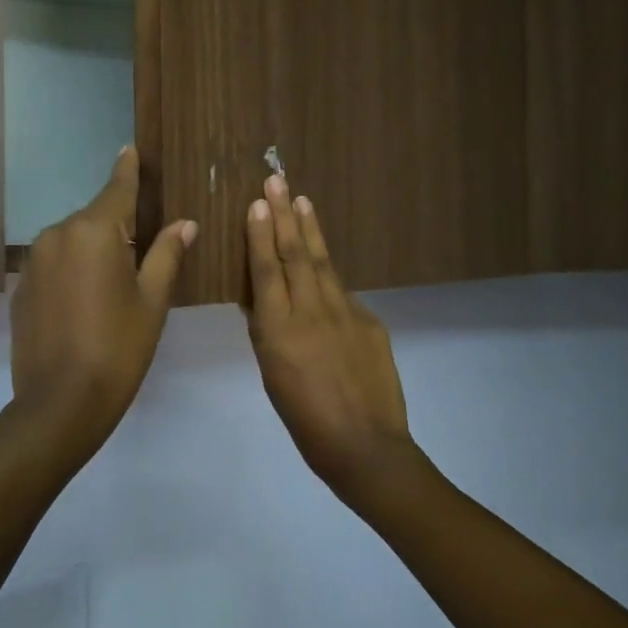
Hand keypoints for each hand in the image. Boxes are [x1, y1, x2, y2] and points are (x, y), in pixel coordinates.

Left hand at [10, 146, 196, 455]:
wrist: (60, 403)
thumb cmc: (118, 349)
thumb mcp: (152, 301)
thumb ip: (167, 254)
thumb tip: (185, 224)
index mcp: (95, 232)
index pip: (117, 189)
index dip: (127, 170)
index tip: (129, 149)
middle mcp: (58, 235)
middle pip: (95, 218)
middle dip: (117, 226)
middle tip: (142, 251)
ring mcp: (34, 261)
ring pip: (73, 241)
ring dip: (94, 251)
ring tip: (113, 286)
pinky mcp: (21, 287)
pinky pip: (54, 265)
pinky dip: (72, 271)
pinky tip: (84, 303)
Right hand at [245, 173, 410, 485]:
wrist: (365, 446)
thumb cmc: (305, 422)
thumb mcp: (272, 376)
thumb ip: (268, 333)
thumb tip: (264, 301)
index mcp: (279, 330)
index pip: (267, 270)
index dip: (260, 234)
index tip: (257, 203)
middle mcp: (312, 312)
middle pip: (296, 254)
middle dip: (285, 214)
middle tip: (278, 180)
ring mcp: (346, 313)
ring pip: (323, 263)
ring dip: (311, 229)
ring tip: (303, 200)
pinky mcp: (370, 322)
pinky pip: (343, 292)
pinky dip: (329, 273)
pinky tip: (323, 263)